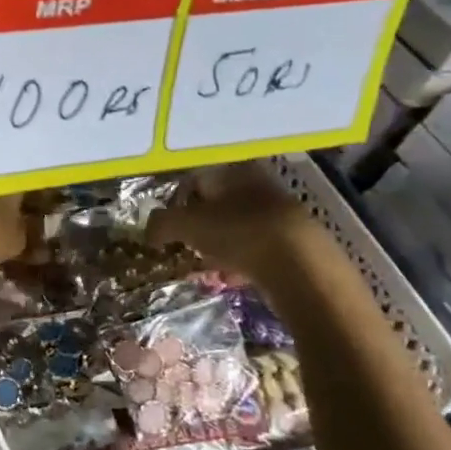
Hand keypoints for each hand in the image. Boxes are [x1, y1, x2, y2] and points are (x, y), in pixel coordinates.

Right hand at [146, 161, 320, 285]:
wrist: (301, 265)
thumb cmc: (237, 232)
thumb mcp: (185, 224)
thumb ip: (160, 223)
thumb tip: (149, 232)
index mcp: (231, 170)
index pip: (194, 179)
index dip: (175, 202)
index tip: (166, 227)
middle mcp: (256, 184)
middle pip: (216, 204)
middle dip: (197, 227)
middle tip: (182, 247)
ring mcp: (278, 212)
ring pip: (236, 227)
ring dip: (218, 246)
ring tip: (205, 268)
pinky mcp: (294, 241)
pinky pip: (256, 248)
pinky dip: (240, 262)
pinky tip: (231, 279)